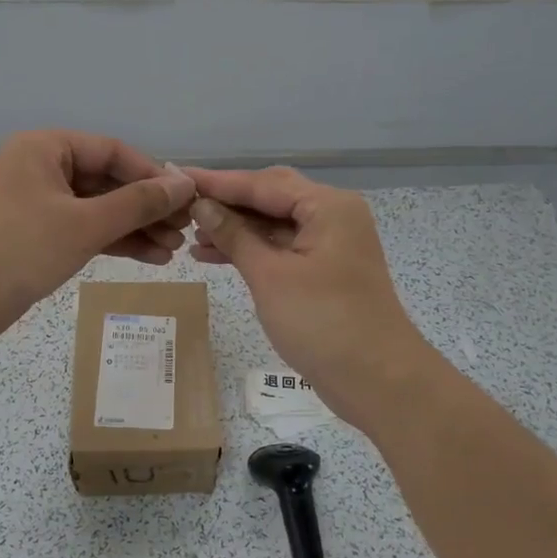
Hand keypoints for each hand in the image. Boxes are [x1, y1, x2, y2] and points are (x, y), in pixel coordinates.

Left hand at [0, 131, 195, 346]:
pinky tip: (150, 258)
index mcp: (47, 149)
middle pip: (108, 182)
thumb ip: (138, 203)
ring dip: (135, 229)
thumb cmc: (20, 247)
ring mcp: (39, 205)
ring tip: (173, 250)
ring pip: (98, 210)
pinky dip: (114, 243)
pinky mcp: (37, 238)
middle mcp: (43, 169)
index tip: (186, 200)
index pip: (113, 152)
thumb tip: (184, 184)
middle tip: (184, 231)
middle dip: (147, 208)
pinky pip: (85, 231)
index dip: (153, 175)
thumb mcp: (86, 223)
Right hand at [187, 166, 434, 425]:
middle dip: (227, 203)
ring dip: (235, 229)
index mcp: (327, 206)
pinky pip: (282, 247)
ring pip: (274, 224)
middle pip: (270, 197)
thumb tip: (202, 205)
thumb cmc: (322, 322)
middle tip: (182, 206)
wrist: (378, 380)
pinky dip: (252, 250)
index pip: (263, 183)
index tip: (178, 177)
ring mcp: (331, 243)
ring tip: (191, 237)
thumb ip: (234, 236)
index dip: (218, 182)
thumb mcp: (270, 276)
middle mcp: (332, 215)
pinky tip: (215, 256)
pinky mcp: (325, 269)